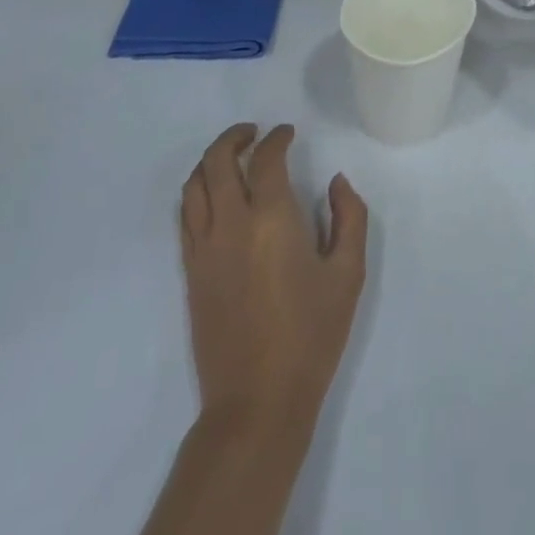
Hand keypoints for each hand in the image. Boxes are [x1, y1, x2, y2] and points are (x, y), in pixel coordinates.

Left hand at [179, 123, 366, 437]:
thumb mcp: (349, 274)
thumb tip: (336, 182)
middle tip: (255, 133)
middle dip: (235, 137)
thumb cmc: (311, 335)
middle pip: (217, 161)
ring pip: (194, 185)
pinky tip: (215, 196)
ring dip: (211, 160)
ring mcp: (204, 248)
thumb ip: (349, 217)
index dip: (277, 138)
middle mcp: (231, 223)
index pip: (266, 159)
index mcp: (272, 219)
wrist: (258, 401)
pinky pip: (185, 216)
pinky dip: (197, 191)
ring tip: (232, 157)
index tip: (288, 133)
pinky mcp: (191, 271)